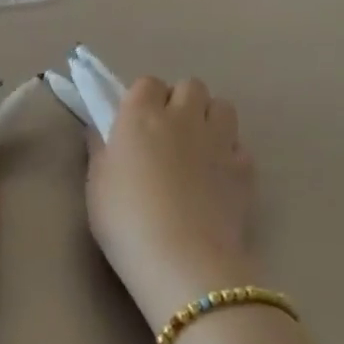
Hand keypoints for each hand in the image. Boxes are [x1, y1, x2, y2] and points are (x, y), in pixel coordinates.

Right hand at [86, 77, 256, 331]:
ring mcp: (219, 140)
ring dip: (209, 118)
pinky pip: (239, 145)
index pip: (147, 83)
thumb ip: (100, 148)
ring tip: (197, 147)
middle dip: (180, 101)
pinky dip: (230, 154)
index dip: (142, 99)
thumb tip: (100, 128)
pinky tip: (217, 177)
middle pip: (190, 86)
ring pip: (222, 106)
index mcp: (141, 115)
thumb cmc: (126, 219)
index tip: (134, 123)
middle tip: (166, 133)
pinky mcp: (245, 168)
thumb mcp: (97, 183)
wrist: (182, 260)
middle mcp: (182, 117)